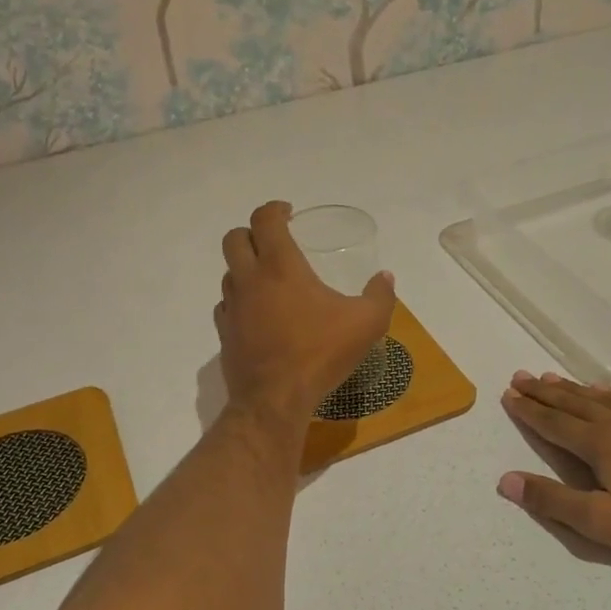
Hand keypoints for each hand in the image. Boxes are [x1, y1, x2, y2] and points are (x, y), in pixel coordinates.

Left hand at [216, 201, 396, 430]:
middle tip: (274, 242)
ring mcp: (232, 307)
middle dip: (252, 233)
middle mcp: (249, 280)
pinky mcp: (224, 334)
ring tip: (269, 281)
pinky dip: (240, 301)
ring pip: (228, 273)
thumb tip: (385, 278)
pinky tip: (258, 315)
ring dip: (245, 268)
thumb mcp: (366, 324)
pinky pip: (226, 306)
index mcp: (280, 266)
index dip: (274, 209)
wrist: (275, 400)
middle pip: (235, 239)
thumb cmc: (320, 354)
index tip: (288, 213)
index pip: (265, 220)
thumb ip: (380, 296)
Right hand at [498, 371, 610, 570]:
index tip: (509, 395)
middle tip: (522, 377)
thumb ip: (551, 500)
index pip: (554, 422)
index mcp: (600, 444)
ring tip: (554, 377)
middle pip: (574, 402)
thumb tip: (506, 481)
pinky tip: (610, 394)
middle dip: (545, 391)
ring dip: (575, 388)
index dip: (529, 410)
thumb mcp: (599, 522)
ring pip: (603, 398)